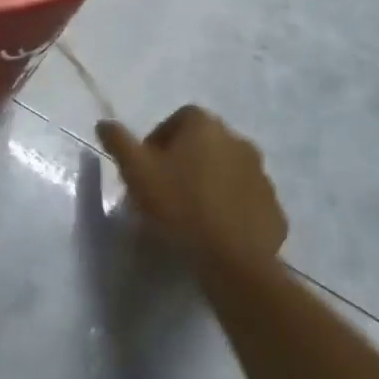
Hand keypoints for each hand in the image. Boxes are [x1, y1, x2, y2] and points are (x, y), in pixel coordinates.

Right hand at [97, 107, 287, 262]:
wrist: (231, 259)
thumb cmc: (179, 206)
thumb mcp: (136, 172)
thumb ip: (119, 142)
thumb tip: (105, 123)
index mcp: (206, 126)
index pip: (179, 119)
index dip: (160, 140)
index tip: (147, 168)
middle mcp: (238, 140)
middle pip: (205, 144)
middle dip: (186, 161)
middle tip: (166, 190)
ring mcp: (261, 174)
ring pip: (228, 171)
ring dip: (211, 183)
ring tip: (191, 214)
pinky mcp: (274, 207)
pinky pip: (246, 200)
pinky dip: (232, 208)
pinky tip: (216, 231)